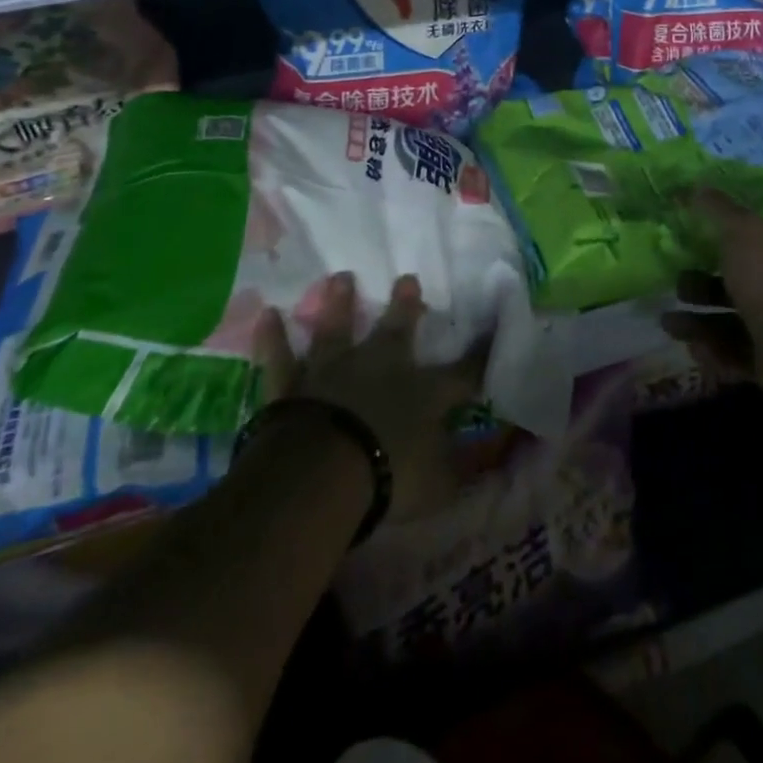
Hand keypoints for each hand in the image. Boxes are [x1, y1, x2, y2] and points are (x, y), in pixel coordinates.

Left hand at [252, 273, 479, 523]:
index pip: (463, 372)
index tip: (495, 331)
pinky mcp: (293, 384)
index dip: (480, 354)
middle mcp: (381, 368)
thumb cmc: (390, 477)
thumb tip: (493, 457)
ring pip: (337, 329)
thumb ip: (463, 467)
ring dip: (340, 303)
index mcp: (424, 392)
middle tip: (407, 278)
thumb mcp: (440, 485)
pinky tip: (268, 314)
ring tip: (342, 277)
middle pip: (397, 330)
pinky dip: (274, 337)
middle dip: (405, 306)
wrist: (323, 471)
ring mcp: (334, 371)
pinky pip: (281, 357)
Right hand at [664, 189, 762, 409]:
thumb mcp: (741, 229)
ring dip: (700, 322)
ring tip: (669, 324)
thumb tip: (697, 186)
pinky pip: (739, 352)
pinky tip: (692, 349)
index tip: (701, 239)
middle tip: (679, 285)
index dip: (735, 236)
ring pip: (736, 319)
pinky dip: (714, 351)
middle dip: (704, 284)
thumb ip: (718, 209)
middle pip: (744, 280)